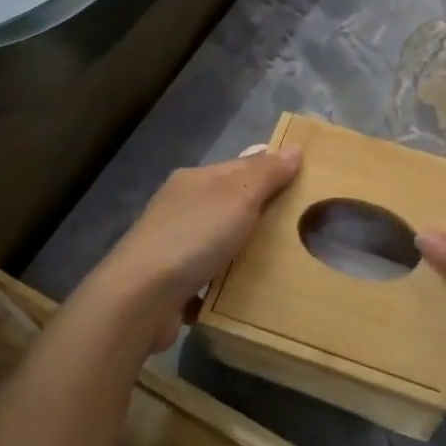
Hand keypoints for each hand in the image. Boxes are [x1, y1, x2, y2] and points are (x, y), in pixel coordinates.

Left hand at [88, 148, 300, 350]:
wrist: (140, 298)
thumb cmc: (194, 237)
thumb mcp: (239, 197)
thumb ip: (266, 173)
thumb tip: (294, 147)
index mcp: (195, 180)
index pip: (241, 166)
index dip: (271, 170)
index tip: (304, 182)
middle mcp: (180, 207)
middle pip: (229, 202)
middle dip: (259, 212)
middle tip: (300, 225)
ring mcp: (172, 245)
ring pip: (217, 240)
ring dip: (241, 249)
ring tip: (280, 261)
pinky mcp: (170, 283)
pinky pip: (206, 276)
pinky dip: (224, 282)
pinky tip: (245, 292)